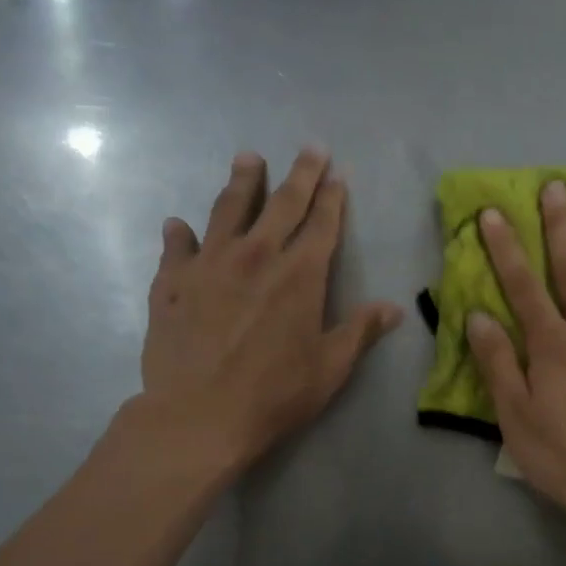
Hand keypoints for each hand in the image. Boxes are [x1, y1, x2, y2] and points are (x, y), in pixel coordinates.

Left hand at [135, 148, 403, 473]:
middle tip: (308, 149)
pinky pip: (177, 248)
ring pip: (228, 210)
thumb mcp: (330, 368)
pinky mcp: (171, 283)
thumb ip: (360, 331)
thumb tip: (394, 308)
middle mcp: (256, 256)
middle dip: (299, 174)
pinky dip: (180, 235)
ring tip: (247, 159)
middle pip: (281, 204)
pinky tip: (179, 226)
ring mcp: (209, 265)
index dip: (332, 198)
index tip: (337, 174)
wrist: (199, 416)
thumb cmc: (275, 395)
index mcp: (300, 275)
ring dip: (241, 182)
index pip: (322, 224)